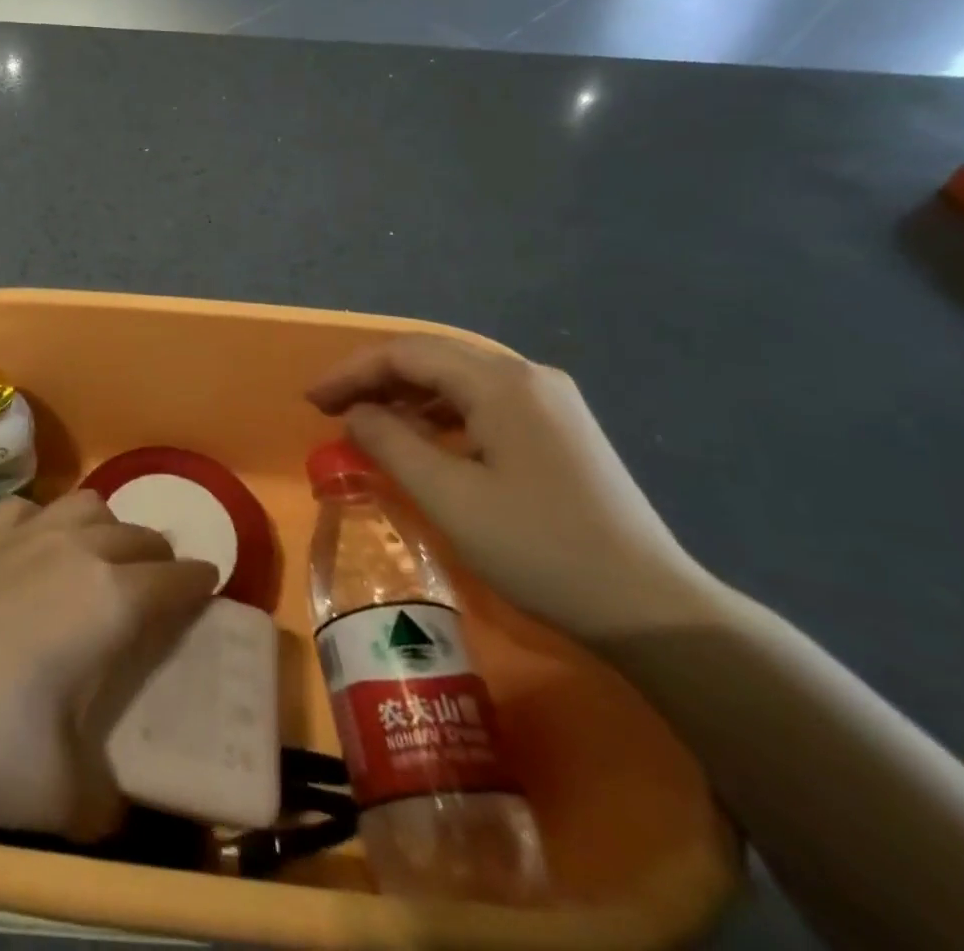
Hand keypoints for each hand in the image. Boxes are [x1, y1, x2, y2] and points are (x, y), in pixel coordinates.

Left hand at [0, 491, 217, 839]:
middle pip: (137, 535)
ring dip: (109, 526)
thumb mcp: (53, 793)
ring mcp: (21, 535)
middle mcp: (74, 551)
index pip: (175, 579)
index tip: (211, 586)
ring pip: (88, 505)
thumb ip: (103, 801)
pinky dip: (46, 520)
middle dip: (159, 557)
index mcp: (108, 600)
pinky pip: (29, 508)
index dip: (201, 582)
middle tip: (159, 588)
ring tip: (102, 560)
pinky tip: (32, 548)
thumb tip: (118, 810)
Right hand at [308, 334, 717, 642]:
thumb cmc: (539, 548)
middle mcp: (527, 375)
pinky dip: (441, 414)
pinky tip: (422, 440)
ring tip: (368, 424)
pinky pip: (483, 401)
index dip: (352, 372)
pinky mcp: (559, 428)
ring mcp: (549, 400)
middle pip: (433, 357)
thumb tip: (356, 413)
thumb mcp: (449, 497)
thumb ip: (390, 443)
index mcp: (501, 382)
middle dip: (376, 379)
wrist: (650, 609)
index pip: (406, 353)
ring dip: (407, 395)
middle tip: (331, 409)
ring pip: (458, 378)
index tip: (312, 401)